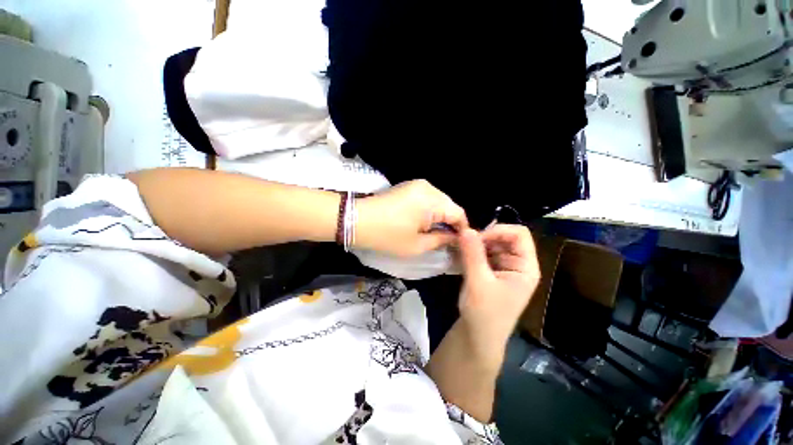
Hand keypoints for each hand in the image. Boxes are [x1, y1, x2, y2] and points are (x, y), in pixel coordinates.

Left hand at [356, 180, 467, 256]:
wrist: (358, 220)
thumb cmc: (388, 236)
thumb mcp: (417, 245)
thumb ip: (441, 240)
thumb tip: (455, 238)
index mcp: (432, 200)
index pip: (459, 213)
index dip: (462, 230)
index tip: (460, 244)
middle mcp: (428, 187)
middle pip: (450, 205)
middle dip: (451, 222)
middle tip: (447, 240)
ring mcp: (417, 184)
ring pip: (439, 201)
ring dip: (441, 216)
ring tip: (435, 232)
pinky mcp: (408, 186)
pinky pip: (428, 198)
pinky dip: (430, 210)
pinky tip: (424, 222)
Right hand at [457, 225, 539, 361]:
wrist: (478, 336)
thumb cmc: (484, 313)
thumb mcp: (478, 282)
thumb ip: (472, 254)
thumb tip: (466, 228)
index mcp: (525, 267)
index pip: (519, 235)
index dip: (498, 231)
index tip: (476, 238)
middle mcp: (517, 264)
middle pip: (505, 237)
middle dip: (484, 237)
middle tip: (464, 243)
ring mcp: (504, 267)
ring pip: (492, 244)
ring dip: (476, 244)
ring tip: (460, 248)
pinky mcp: (491, 271)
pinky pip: (483, 253)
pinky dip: (472, 251)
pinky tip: (460, 254)